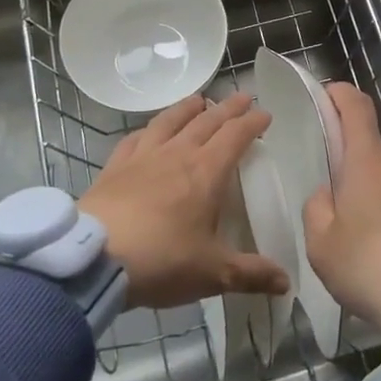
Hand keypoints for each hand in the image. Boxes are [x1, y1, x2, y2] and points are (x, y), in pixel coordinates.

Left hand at [80, 93, 291, 309]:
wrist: (93, 259)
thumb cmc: (161, 261)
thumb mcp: (212, 273)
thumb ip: (251, 274)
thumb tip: (287, 283)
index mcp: (206, 172)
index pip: (235, 136)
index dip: (252, 123)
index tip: (265, 114)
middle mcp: (177, 154)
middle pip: (207, 121)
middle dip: (228, 108)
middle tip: (243, 97)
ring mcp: (143, 157)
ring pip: (170, 121)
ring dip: (188, 108)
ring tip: (199, 101)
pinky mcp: (115, 166)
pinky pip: (136, 138)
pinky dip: (149, 129)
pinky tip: (149, 130)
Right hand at [301, 83, 380, 335]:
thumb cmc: (372, 268)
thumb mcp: (322, 246)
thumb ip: (318, 210)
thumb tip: (330, 193)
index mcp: (369, 163)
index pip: (356, 109)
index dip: (341, 96)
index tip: (331, 94)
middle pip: (377, 161)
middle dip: (363, 184)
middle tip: (353, 229)